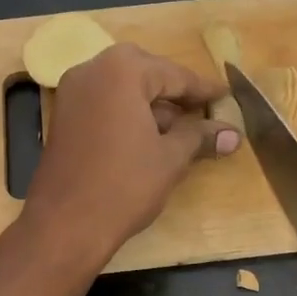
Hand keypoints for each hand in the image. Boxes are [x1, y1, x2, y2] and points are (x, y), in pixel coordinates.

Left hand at [21, 44, 239, 267]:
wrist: (65, 224)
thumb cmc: (125, 185)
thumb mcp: (171, 158)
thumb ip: (200, 137)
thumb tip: (233, 134)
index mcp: (122, 71)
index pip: (173, 74)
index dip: (203, 89)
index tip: (226, 96)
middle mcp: (92, 70)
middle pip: (144, 72)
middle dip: (173, 91)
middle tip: (201, 108)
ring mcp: (72, 93)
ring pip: (122, 88)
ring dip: (151, 104)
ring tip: (182, 129)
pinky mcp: (63, 117)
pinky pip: (104, 103)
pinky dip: (127, 113)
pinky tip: (149, 137)